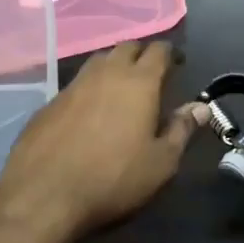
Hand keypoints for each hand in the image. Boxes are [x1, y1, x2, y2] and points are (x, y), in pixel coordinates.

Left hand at [0, 41, 207, 242]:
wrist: (43, 195)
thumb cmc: (113, 179)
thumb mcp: (160, 163)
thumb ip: (181, 130)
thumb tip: (200, 107)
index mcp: (138, 82)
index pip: (158, 51)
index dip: (171, 54)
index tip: (178, 64)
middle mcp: (105, 73)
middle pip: (126, 48)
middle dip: (141, 55)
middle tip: (151, 74)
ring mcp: (73, 85)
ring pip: (99, 61)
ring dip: (114, 67)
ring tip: (122, 88)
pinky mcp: (50, 102)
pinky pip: (77, 83)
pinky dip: (90, 88)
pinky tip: (90, 111)